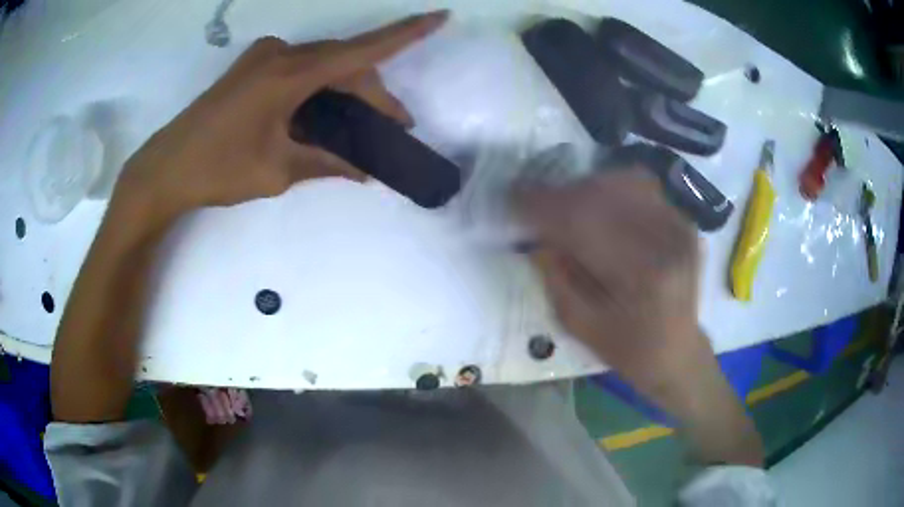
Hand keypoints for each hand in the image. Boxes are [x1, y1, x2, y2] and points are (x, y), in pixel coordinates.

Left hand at [114, 11, 447, 223]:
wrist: (166, 169)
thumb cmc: (218, 170)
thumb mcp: (277, 170)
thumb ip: (325, 162)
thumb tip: (363, 172)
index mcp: (288, 74)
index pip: (361, 50)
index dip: (405, 34)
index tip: (440, 17)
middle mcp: (280, 55)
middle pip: (343, 63)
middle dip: (372, 93)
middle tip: (393, 127)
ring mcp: (263, 58)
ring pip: (322, 65)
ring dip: (346, 90)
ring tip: (363, 125)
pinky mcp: (252, 67)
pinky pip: (300, 69)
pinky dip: (319, 88)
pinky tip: (324, 114)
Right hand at [515, 169, 708, 394]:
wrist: (677, 351)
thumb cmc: (627, 349)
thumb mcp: (578, 324)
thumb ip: (553, 276)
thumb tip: (535, 234)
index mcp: (641, 275)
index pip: (583, 222)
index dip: (543, 206)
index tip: (512, 199)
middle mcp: (666, 240)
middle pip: (603, 194)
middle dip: (560, 194)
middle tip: (534, 203)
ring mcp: (680, 226)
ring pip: (623, 182)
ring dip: (586, 188)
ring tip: (567, 205)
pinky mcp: (684, 222)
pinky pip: (643, 188)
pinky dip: (612, 189)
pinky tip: (598, 206)